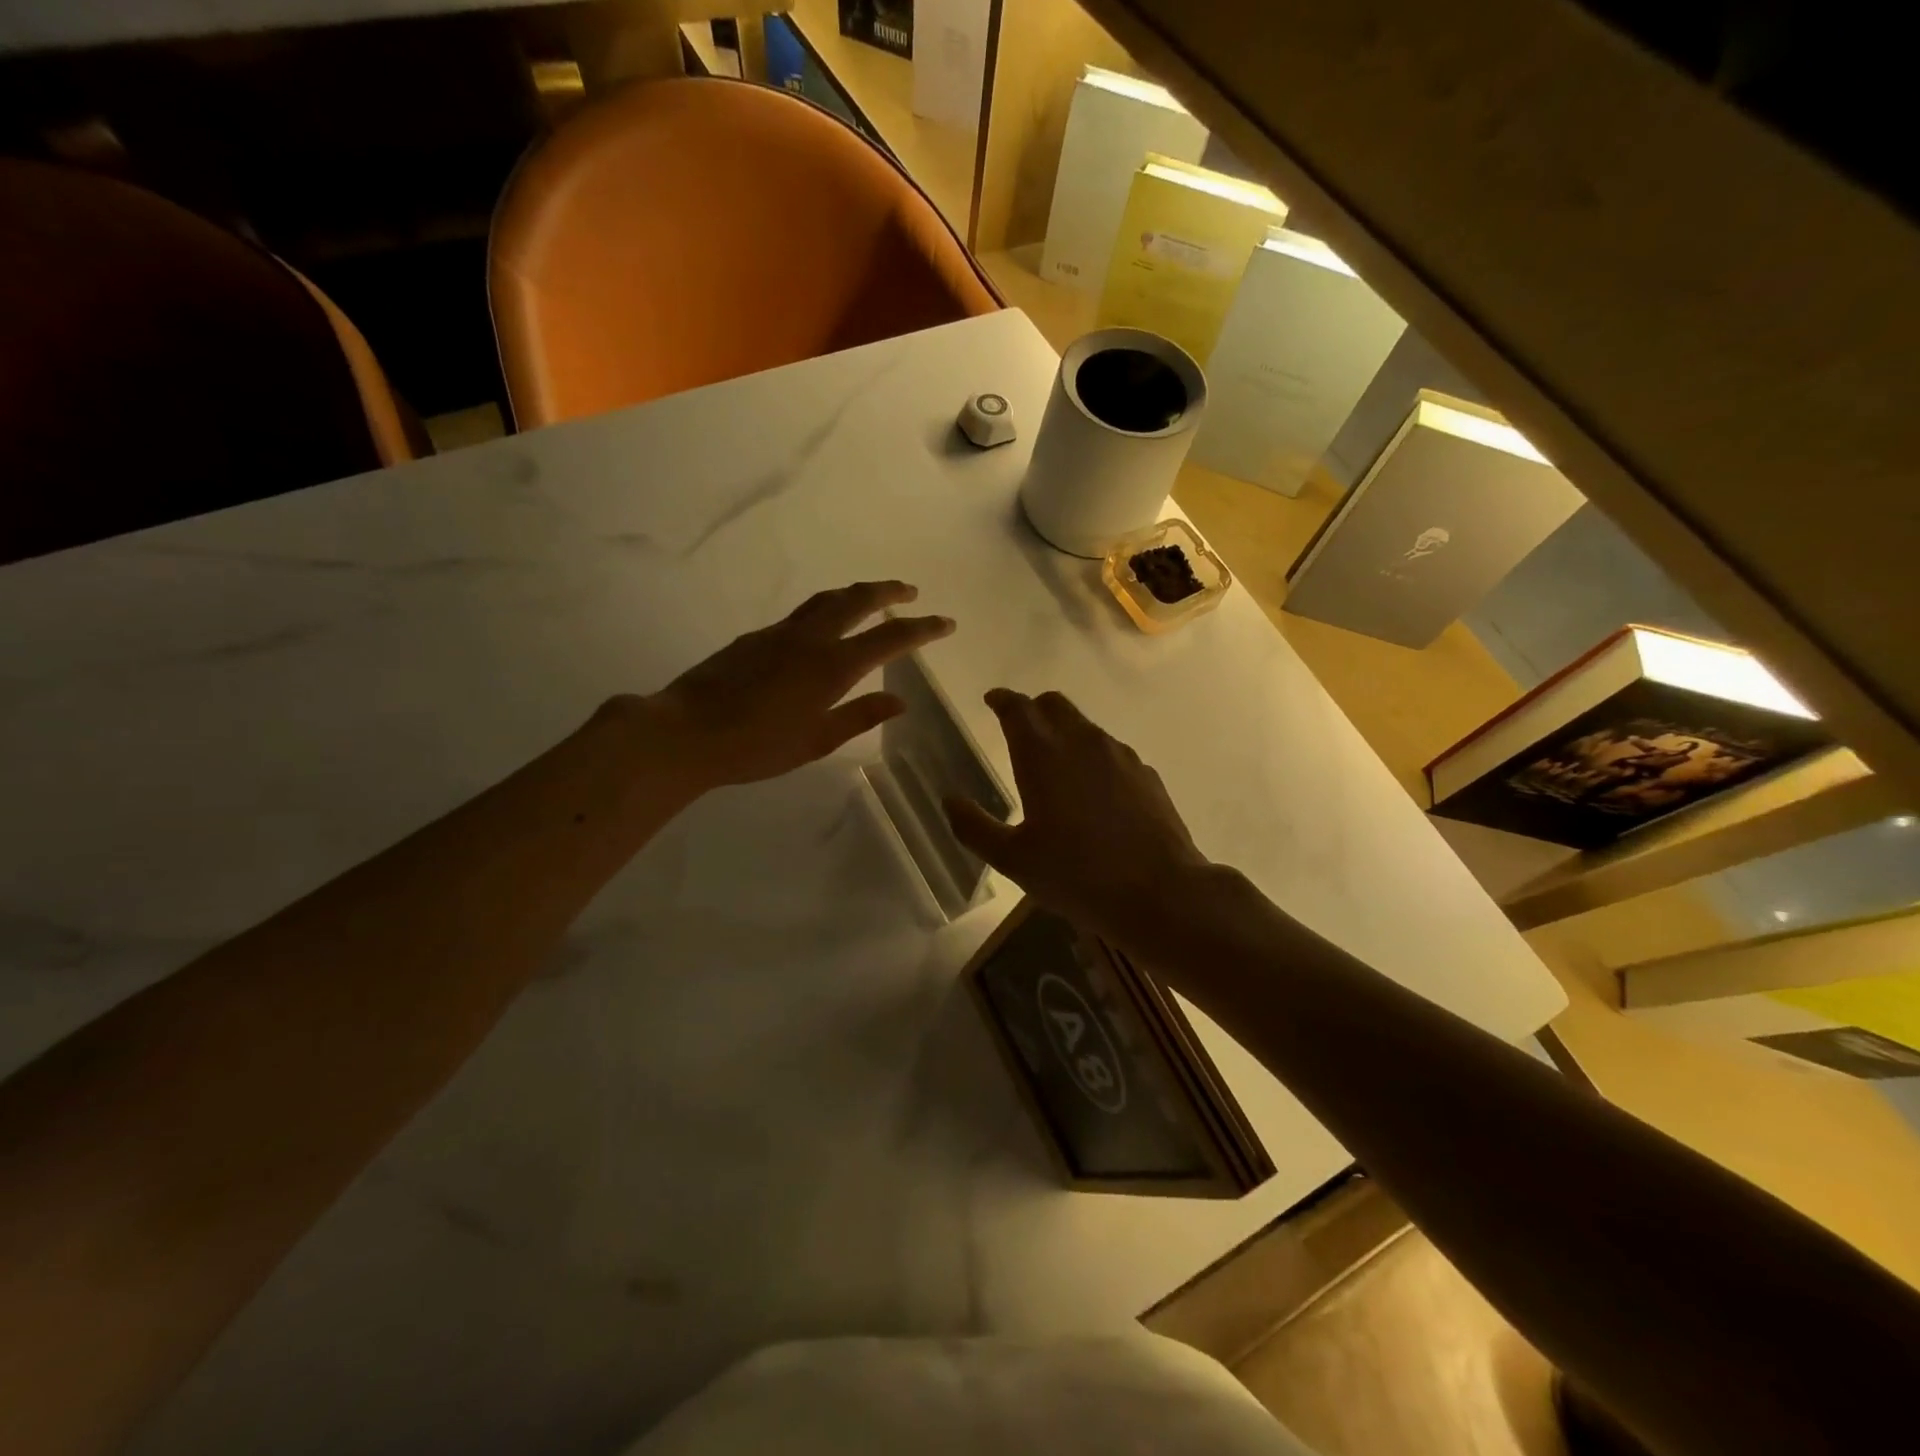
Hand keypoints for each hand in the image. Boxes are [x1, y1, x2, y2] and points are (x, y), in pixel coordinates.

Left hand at [616, 581, 954, 791]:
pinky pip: (802, 614)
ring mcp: (781, 633)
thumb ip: (860, 716)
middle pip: (858, 600)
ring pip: (827, 600)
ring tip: (873, 597)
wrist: (686, 732)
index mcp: (833, 666)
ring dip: (856, 593)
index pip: (890, 638)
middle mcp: (811, 639)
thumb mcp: (816, 740)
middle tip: (911, 591)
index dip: (922, 629)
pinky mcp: (756, 637)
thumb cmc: (757, 746)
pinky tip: (824, 627)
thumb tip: (899, 701)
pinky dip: (826, 609)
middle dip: (889, 592)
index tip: (945, 622)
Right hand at [945, 689, 1211, 948]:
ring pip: (1086, 727)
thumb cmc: (1076, 875)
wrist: (1159, 892)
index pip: (1018, 708)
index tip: (992, 700)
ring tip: (1055, 765)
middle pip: (1054, 704)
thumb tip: (950, 800)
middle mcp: (1082, 741)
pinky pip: (1111, 752)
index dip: (1002, 700)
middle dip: (1033, 709)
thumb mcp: (1013, 860)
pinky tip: (1094, 792)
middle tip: (1020, 729)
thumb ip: (974, 827)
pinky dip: (1093, 758)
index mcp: (1043, 754)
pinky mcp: (1146, 774)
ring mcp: (1120, 755)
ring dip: (1065, 732)